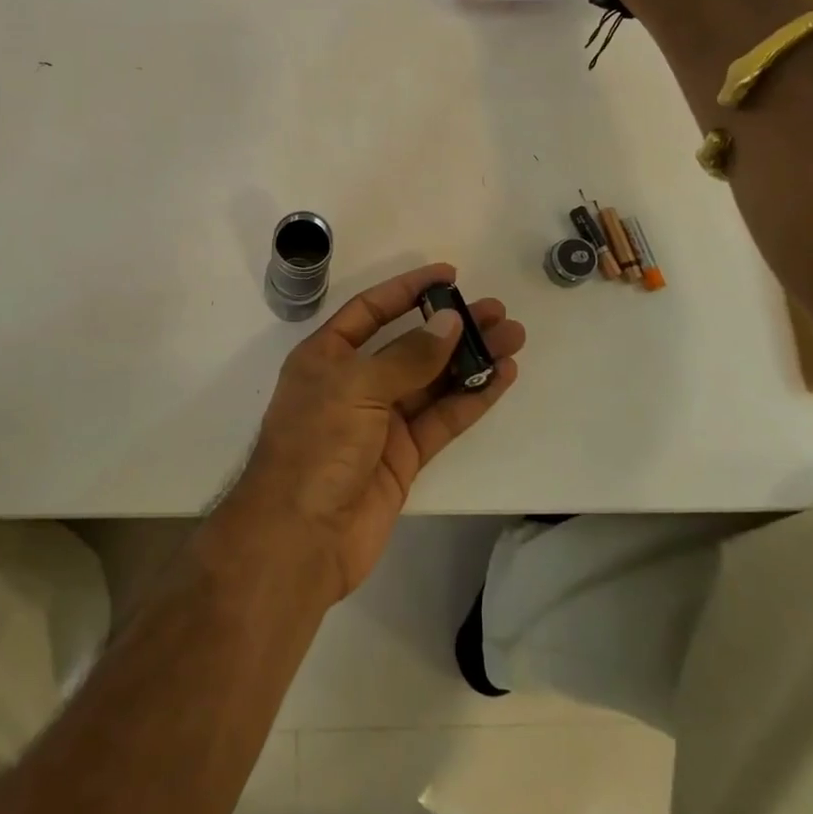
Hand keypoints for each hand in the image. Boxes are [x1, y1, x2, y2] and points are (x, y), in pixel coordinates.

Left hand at [224, 263, 524, 600]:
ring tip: (512, 338)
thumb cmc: (316, 446)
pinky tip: (501, 377)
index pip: (371, 310)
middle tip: (496, 311)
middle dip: (451, 327)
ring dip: (470, 359)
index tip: (449, 275)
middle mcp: (354, 383)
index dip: (408, 290)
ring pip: (433, 381)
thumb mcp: (356, 388)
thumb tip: (450, 323)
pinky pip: (442, 419)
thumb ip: (407, 356)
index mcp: (327, 357)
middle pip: (410, 345)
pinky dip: (471, 398)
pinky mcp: (403, 457)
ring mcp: (380, 422)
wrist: (300, 537)